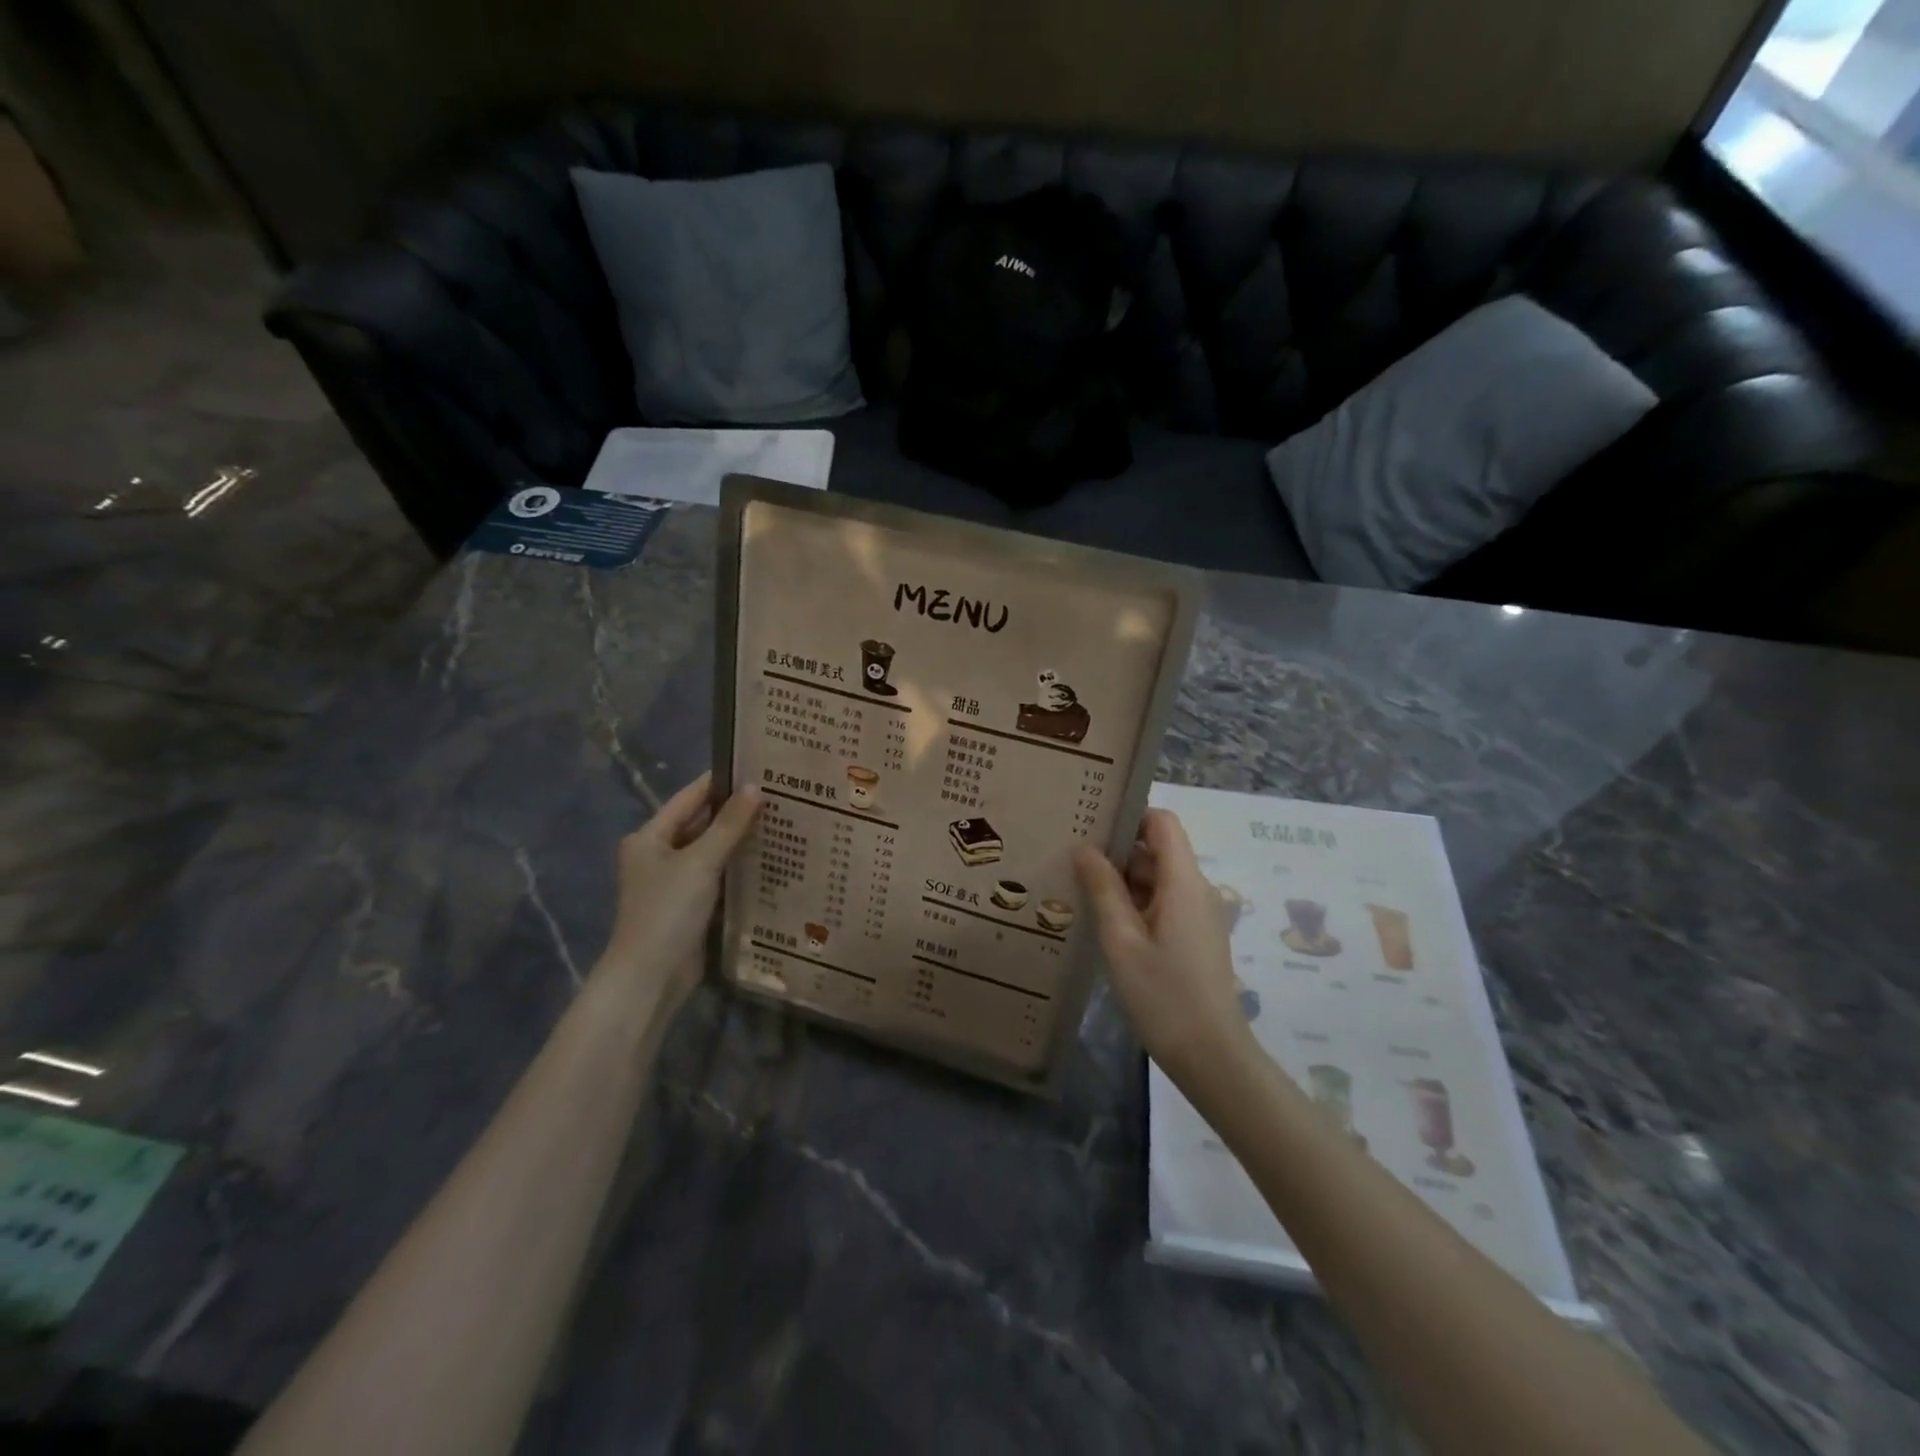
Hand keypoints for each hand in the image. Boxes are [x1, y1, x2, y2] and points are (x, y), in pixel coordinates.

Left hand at [594, 773, 761, 1014]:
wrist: (650, 977)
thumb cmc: (668, 911)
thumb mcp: (700, 862)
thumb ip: (729, 825)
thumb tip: (755, 787)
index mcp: (650, 837)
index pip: (690, 797)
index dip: (721, 782)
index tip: (757, 766)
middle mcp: (659, 855)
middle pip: (701, 824)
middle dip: (736, 812)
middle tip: (779, 795)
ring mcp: (674, 882)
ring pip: (712, 852)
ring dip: (740, 841)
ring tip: (782, 821)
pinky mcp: (690, 906)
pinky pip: (718, 877)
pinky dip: (738, 868)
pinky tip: (770, 860)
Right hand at [1072, 808, 1250, 1083]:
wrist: (1211, 1057)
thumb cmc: (1163, 997)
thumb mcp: (1122, 941)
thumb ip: (1103, 889)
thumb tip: (1084, 847)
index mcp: (1183, 882)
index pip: (1162, 822)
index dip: (1129, 816)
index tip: (1091, 824)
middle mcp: (1196, 890)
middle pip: (1157, 850)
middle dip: (1116, 850)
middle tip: (1070, 858)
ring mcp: (1198, 915)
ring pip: (1157, 878)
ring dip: (1122, 880)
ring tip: (1077, 888)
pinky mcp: (1194, 937)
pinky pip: (1163, 903)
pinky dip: (1134, 902)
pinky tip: (1102, 920)